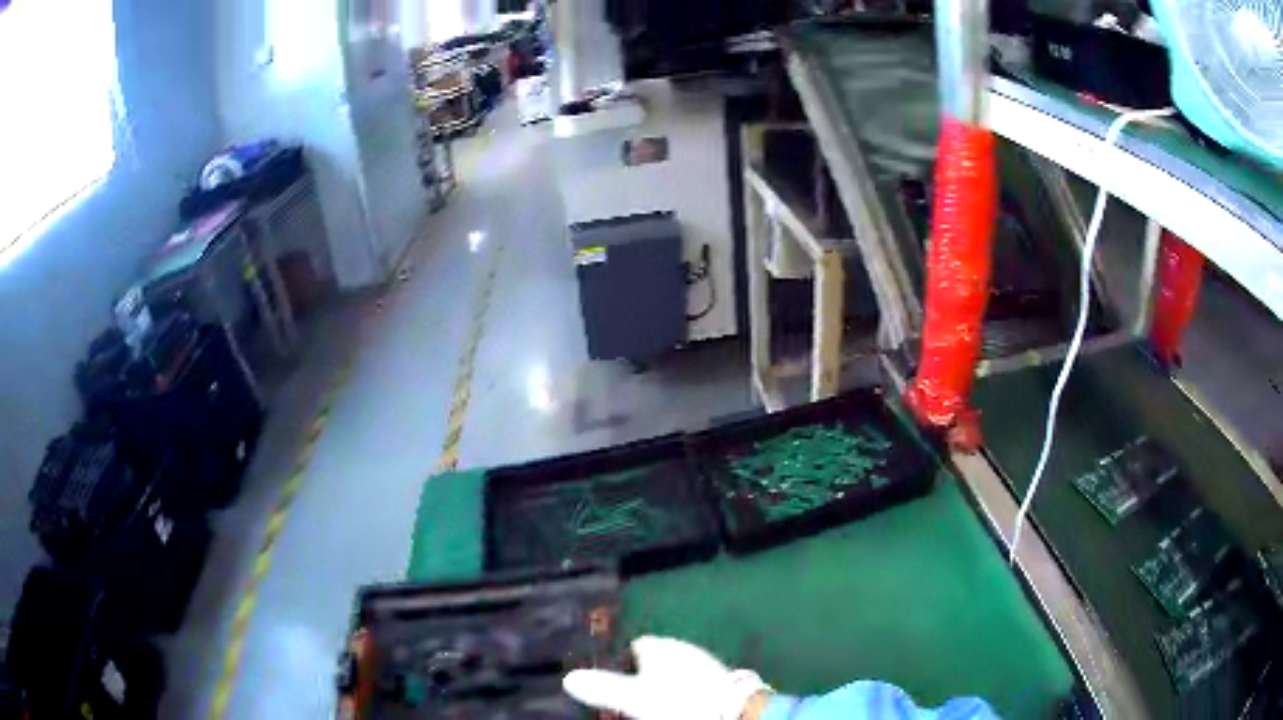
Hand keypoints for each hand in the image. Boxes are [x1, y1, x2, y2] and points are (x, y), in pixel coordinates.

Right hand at [563, 636, 769, 719]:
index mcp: (660, 646)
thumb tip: (568, 679)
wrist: (732, 710)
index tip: (609, 678)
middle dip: (640, 674)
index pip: (632, 646)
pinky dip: (683, 691)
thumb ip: (602, 687)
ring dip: (663, 683)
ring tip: (652, 702)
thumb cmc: (678, 700)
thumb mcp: (633, 697)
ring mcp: (705, 662)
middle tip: (627, 696)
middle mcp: (682, 648)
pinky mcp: (720, 679)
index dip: (618, 662)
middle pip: (654, 659)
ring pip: (675, 670)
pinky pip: (693, 681)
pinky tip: (679, 703)